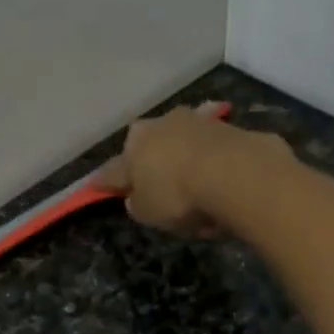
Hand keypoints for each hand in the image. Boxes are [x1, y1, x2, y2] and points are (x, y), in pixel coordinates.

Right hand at [102, 103, 289, 234]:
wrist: (235, 174)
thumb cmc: (178, 195)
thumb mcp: (147, 212)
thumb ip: (138, 204)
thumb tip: (137, 198)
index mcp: (133, 143)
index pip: (113, 169)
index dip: (106, 182)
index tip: (98, 188)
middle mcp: (162, 124)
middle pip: (151, 148)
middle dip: (152, 164)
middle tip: (160, 191)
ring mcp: (197, 121)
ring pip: (184, 145)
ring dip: (186, 161)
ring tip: (197, 191)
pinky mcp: (229, 127)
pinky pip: (214, 151)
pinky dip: (214, 164)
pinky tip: (221, 182)